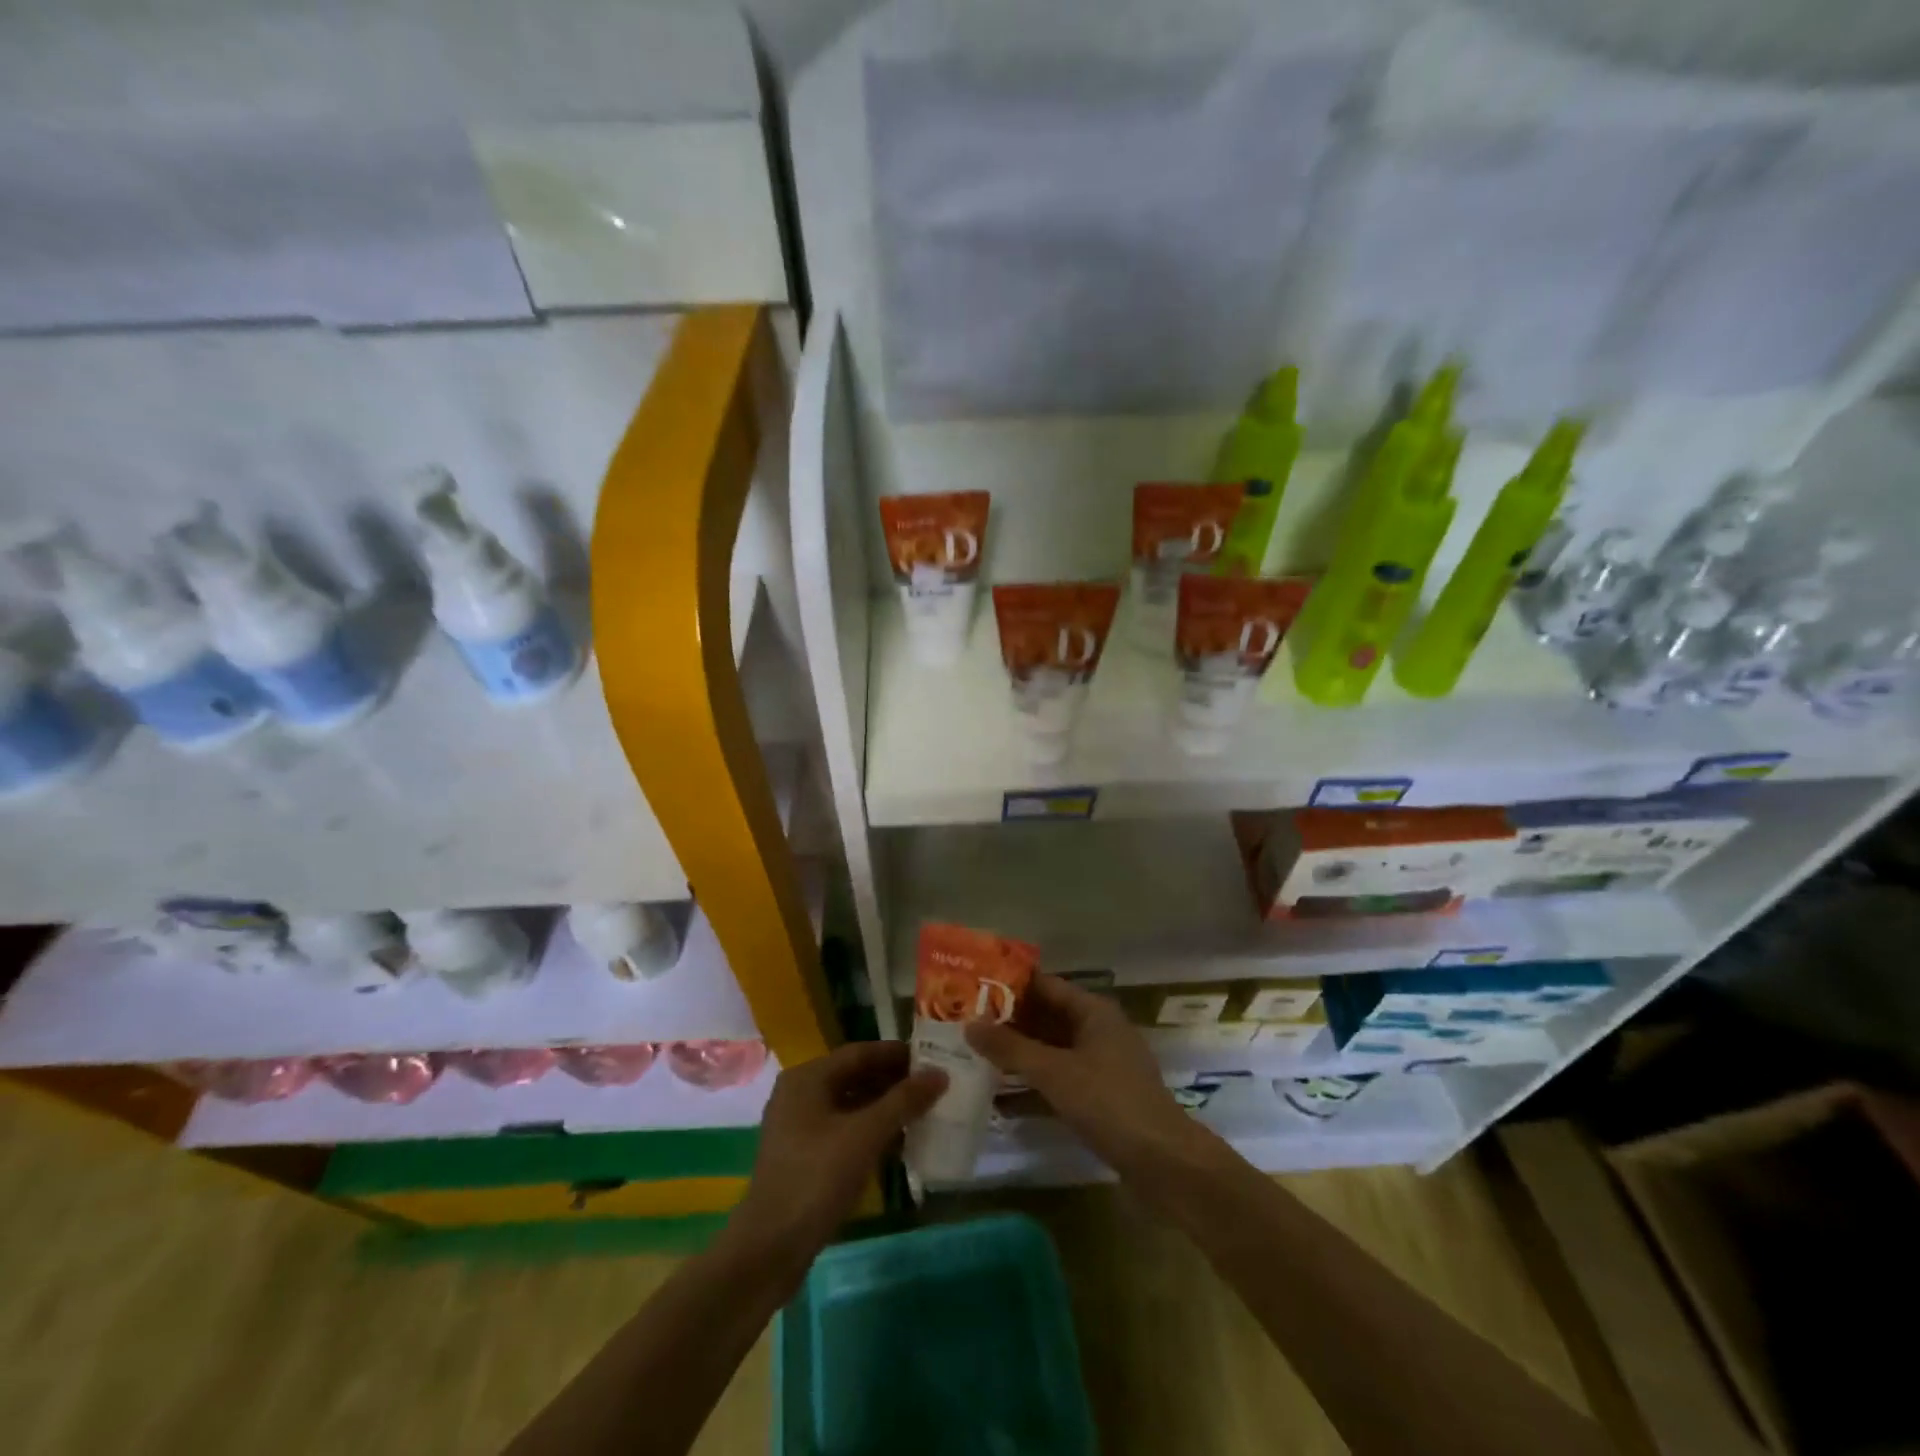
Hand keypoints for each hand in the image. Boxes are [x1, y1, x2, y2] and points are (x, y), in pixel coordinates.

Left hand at [730, 1041, 945, 1267]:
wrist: (769, 1250)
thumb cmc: (816, 1179)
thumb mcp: (865, 1135)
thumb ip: (903, 1102)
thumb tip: (940, 1073)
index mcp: (807, 1078)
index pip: (860, 1052)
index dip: (897, 1055)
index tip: (932, 1060)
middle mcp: (799, 1094)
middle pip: (854, 1076)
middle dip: (892, 1082)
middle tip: (931, 1088)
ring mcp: (798, 1127)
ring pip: (849, 1105)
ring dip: (883, 1108)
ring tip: (921, 1114)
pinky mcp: (802, 1157)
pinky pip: (842, 1131)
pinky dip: (869, 1132)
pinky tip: (896, 1145)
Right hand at [965, 974, 1200, 1182]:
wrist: (1164, 1163)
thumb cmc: (1109, 1103)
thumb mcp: (1055, 1072)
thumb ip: (1011, 1048)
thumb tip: (969, 1024)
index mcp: (1093, 1011)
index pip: (1044, 985)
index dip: (1008, 984)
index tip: (970, 987)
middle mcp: (1097, 1029)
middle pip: (1046, 1016)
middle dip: (1007, 1021)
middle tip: (963, 1022)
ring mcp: (1100, 1064)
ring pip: (1050, 1049)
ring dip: (1017, 1053)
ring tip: (972, 1054)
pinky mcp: (1099, 1096)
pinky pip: (1058, 1078)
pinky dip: (1032, 1082)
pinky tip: (998, 1095)